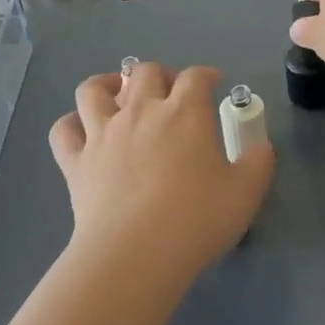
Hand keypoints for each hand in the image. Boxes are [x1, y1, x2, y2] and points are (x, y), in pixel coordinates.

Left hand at [49, 63, 273, 281]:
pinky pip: (63, 131)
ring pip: (93, 90)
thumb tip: (261, 146)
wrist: (136, 252)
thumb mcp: (246, 192)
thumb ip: (258, 162)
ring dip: (105, 85)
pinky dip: (70, 125)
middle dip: (159, 74)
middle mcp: (140, 111)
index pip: (195, 77)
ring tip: (116, 94)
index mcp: (184, 112)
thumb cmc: (197, 219)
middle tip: (168, 91)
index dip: (206, 75)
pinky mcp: (76, 161)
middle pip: (144, 72)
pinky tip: (81, 130)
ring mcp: (102, 133)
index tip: (213, 83)